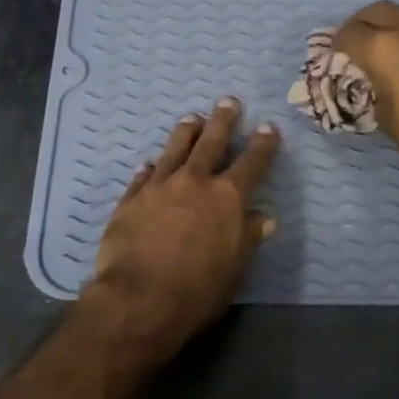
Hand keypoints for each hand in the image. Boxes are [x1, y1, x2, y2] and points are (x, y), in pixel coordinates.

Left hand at [86, 98, 279, 354]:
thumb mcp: (234, 268)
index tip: (268, 127)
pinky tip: (150, 162)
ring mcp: (159, 187)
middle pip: (211, 143)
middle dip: (223, 121)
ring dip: (185, 132)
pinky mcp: (131, 199)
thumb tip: (265, 218)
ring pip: (174, 149)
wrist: (139, 297)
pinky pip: (143, 176)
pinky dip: (151, 167)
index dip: (262, 145)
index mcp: (227, 198)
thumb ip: (248, 238)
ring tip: (191, 118)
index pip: (251, 163)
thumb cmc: (198, 289)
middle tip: (228, 101)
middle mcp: (194, 182)